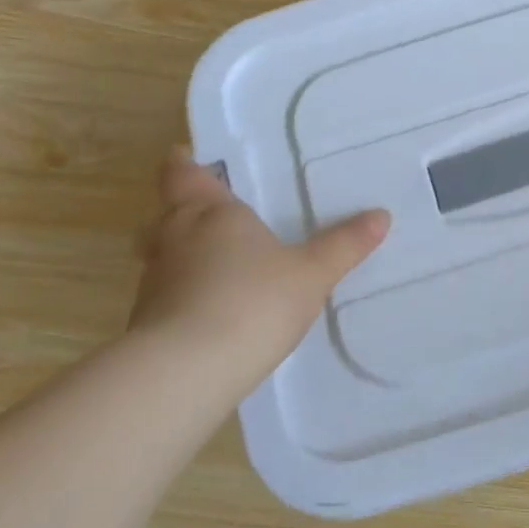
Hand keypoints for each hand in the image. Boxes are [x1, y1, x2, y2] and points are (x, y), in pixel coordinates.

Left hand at [128, 149, 389, 381]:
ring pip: (162, 255)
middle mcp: (174, 238)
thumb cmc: (252, 301)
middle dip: (185, 212)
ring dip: (182, 256)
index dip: (184, 164)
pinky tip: (210, 312)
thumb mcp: (312, 273)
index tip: (187, 156)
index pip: (182, 175)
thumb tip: (381, 215)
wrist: (186, 371)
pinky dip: (182, 295)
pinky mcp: (147, 323)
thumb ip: (344, 245)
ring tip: (217, 265)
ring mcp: (154, 282)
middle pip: (167, 214)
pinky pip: (165, 295)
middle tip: (213, 215)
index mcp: (210, 213)